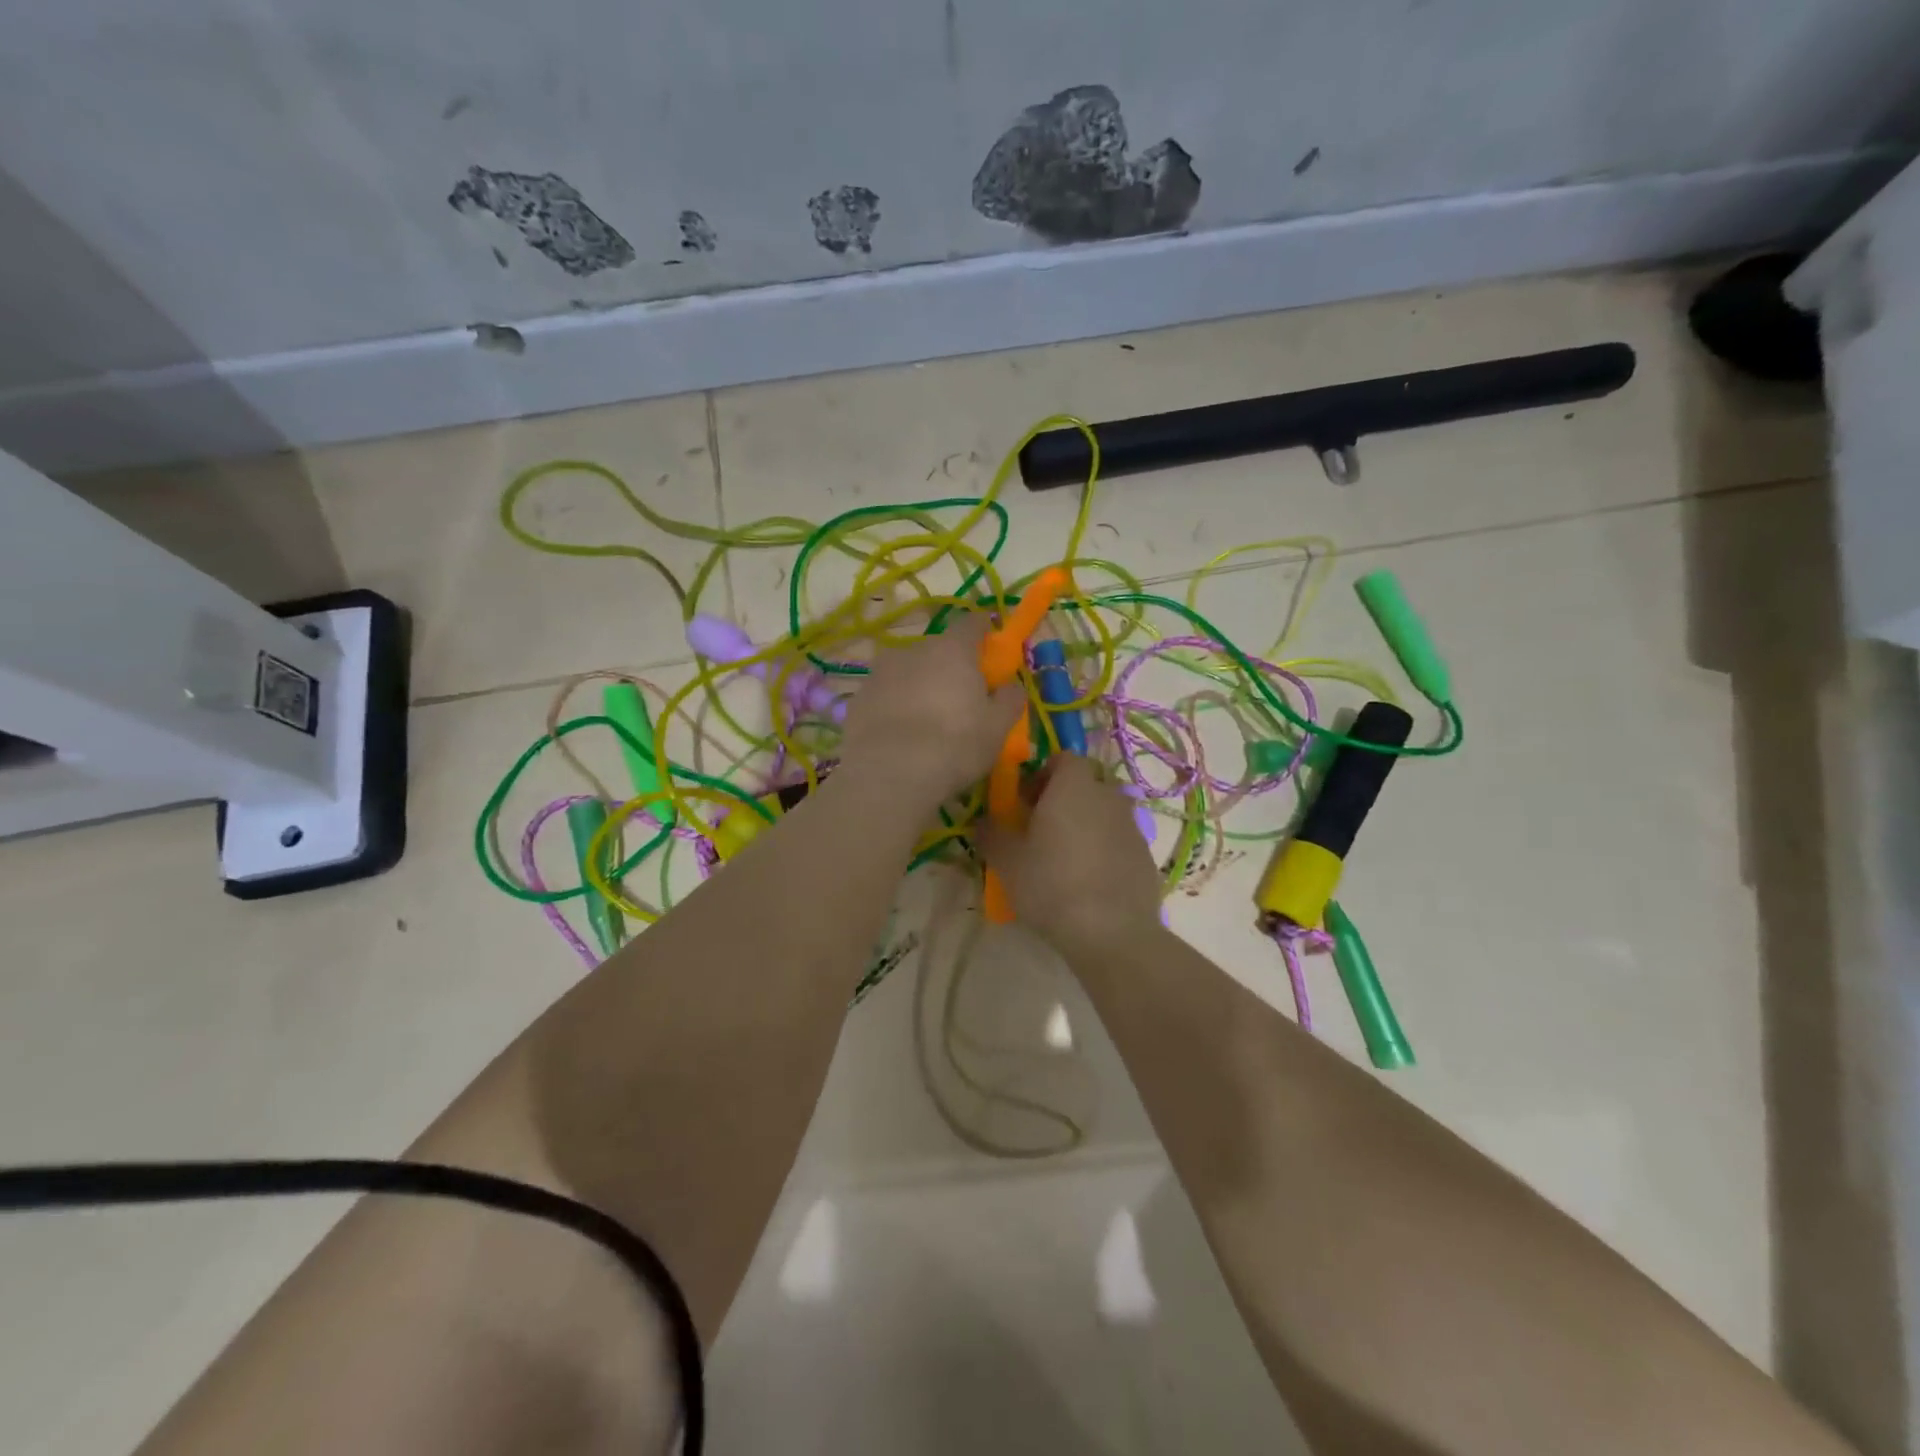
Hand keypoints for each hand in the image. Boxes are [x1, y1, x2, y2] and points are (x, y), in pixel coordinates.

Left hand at [839, 614, 1025, 808]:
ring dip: (918, 686)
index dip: (983, 634)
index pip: (971, 624)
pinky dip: (894, 707)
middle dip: (949, 667)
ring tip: (926, 721)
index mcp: (952, 649)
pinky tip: (900, 736)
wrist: (889, 773)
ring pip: (907, 672)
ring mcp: (880, 673)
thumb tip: (1011, 686)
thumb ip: (1009, 700)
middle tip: (960, 699)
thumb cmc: (955, 744)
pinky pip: (884, 696)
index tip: (990, 652)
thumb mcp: (997, 727)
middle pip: (937, 650)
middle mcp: (913, 650)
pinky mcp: (857, 700)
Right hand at [975, 755, 1164, 956]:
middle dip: (1064, 799)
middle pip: (1085, 784)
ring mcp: (1132, 825)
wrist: (1111, 932)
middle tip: (1041, 830)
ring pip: (1104, 812)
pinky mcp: (1146, 855)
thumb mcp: (1006, 861)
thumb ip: (991, 832)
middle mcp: (1107, 795)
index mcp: (1074, 786)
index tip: (1025, 802)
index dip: (1042, 774)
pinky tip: (1088, 881)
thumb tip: (984, 820)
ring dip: (1085, 824)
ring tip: (1065, 858)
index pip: (1063, 758)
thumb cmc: (1051, 884)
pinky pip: (1119, 840)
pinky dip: (1104, 849)